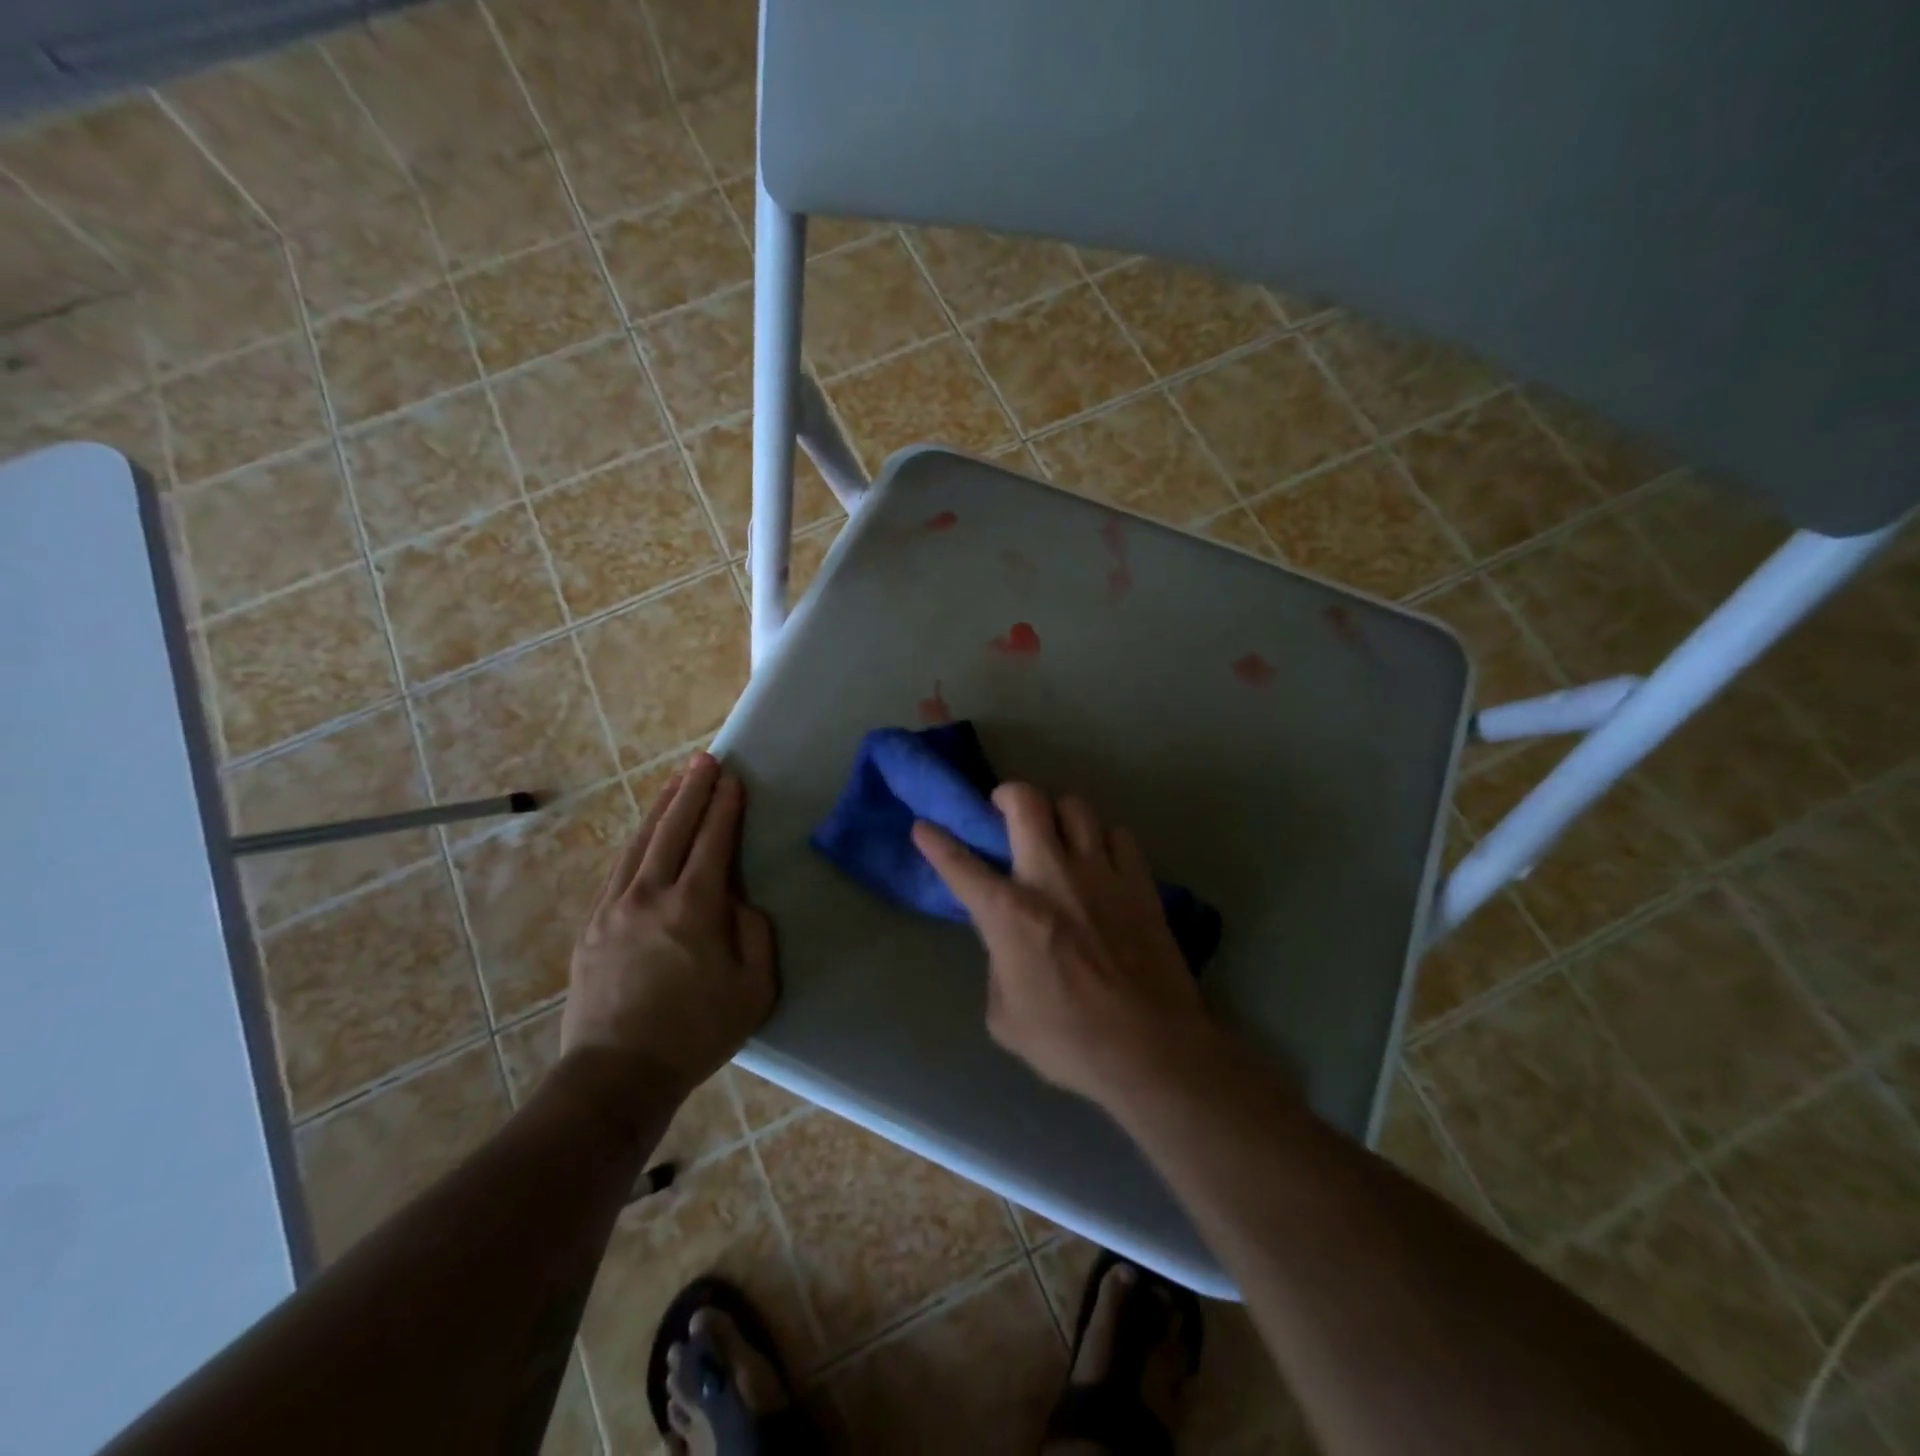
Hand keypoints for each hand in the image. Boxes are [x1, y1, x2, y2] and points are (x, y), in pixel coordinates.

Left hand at [560, 754, 776, 1117]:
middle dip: (692, 790)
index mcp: (694, 908)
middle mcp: (651, 896)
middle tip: (705, 760)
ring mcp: (615, 908)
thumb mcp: (754, 989)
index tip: (733, 779)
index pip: (713, 842)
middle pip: (673, 829)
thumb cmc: (697, 1033)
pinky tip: (645, 832)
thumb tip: (739, 901)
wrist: (618, 1074)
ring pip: (640, 843)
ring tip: (677, 780)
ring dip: (662, 808)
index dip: (725, 807)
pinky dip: (637, 840)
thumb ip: (755, 934)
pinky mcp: (593, 925)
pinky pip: (618, 868)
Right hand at [911, 785, 1216, 1107]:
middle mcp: (1052, 878)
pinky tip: (1102, 860)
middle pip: (1027, 803)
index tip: (924, 825)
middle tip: (1003, 806)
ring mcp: (1100, 874)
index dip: (936, 842)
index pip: (960, 866)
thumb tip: (1009, 945)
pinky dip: (1104, 839)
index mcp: (1009, 914)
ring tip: (1057, 832)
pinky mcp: (1140, 883)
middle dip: (1008, 793)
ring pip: (1077, 807)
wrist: (1150, 1050)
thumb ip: (999, 967)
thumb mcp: (1005, 1016)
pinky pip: (1119, 835)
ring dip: (1059, 813)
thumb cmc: (1068, 1041)